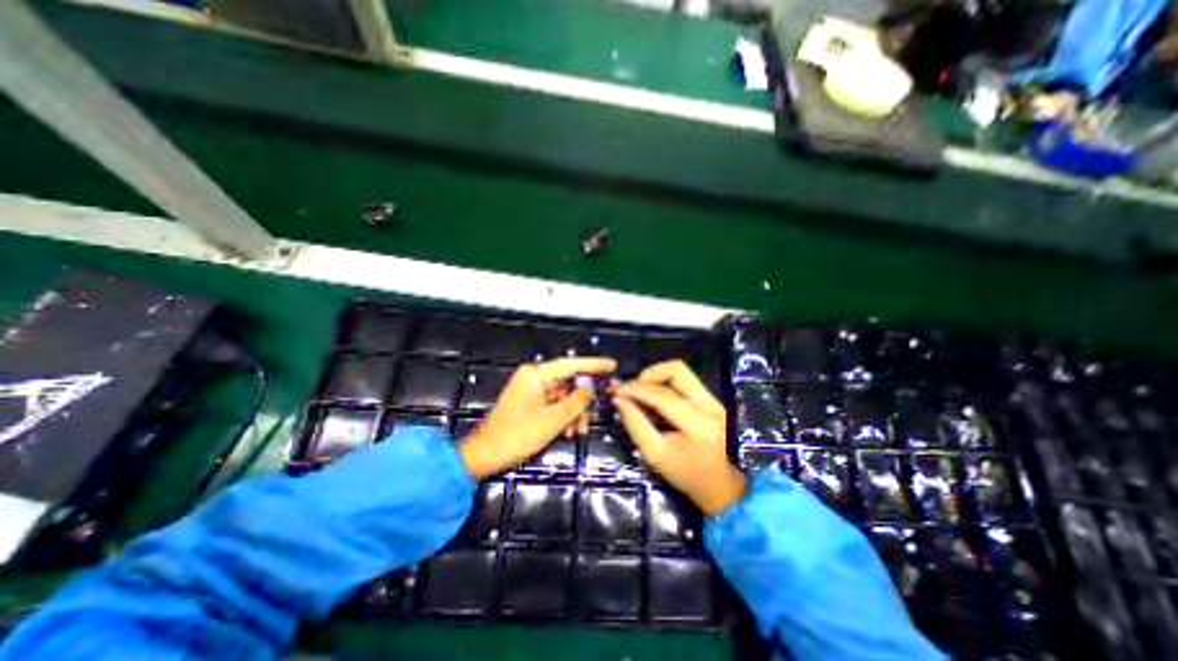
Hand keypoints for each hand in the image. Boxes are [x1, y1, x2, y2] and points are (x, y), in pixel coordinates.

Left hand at [456, 359, 617, 477]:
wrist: (485, 454)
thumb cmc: (517, 435)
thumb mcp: (552, 420)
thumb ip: (576, 402)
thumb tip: (591, 388)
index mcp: (536, 375)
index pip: (571, 364)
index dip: (594, 365)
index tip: (612, 365)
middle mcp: (534, 377)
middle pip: (568, 382)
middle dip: (582, 401)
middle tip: (597, 412)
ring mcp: (532, 390)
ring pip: (563, 396)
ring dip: (574, 412)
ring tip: (579, 431)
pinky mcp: (530, 402)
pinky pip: (554, 404)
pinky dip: (563, 416)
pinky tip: (569, 432)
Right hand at [612, 361, 749, 514]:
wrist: (726, 487)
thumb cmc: (689, 476)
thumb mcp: (656, 455)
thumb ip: (636, 425)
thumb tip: (619, 400)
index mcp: (697, 423)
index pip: (661, 394)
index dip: (635, 389)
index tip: (617, 391)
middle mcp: (708, 404)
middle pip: (676, 370)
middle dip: (649, 375)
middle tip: (633, 389)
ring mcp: (713, 399)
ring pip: (681, 373)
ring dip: (656, 379)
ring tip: (641, 394)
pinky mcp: (712, 400)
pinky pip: (684, 382)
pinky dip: (665, 385)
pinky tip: (654, 400)